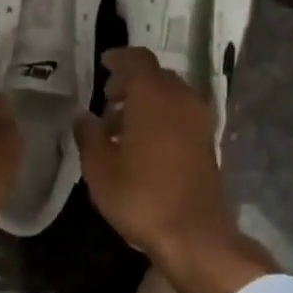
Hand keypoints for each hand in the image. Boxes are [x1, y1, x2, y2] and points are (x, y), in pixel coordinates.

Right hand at [75, 47, 275, 292]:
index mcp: (153, 95)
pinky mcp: (209, 141)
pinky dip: (162, 116)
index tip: (103, 63)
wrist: (195, 235)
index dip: (119, 58)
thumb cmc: (141, 196)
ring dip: (147, 101)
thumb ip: (89, 135)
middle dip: (131, 81)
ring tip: (119, 125)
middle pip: (156, 76)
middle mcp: (181, 98)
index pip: (137, 59)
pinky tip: (143, 142)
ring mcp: (199, 120)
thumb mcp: (100, 168)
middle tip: (107, 97)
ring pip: (170, 95)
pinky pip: (181, 114)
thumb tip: (83, 116)